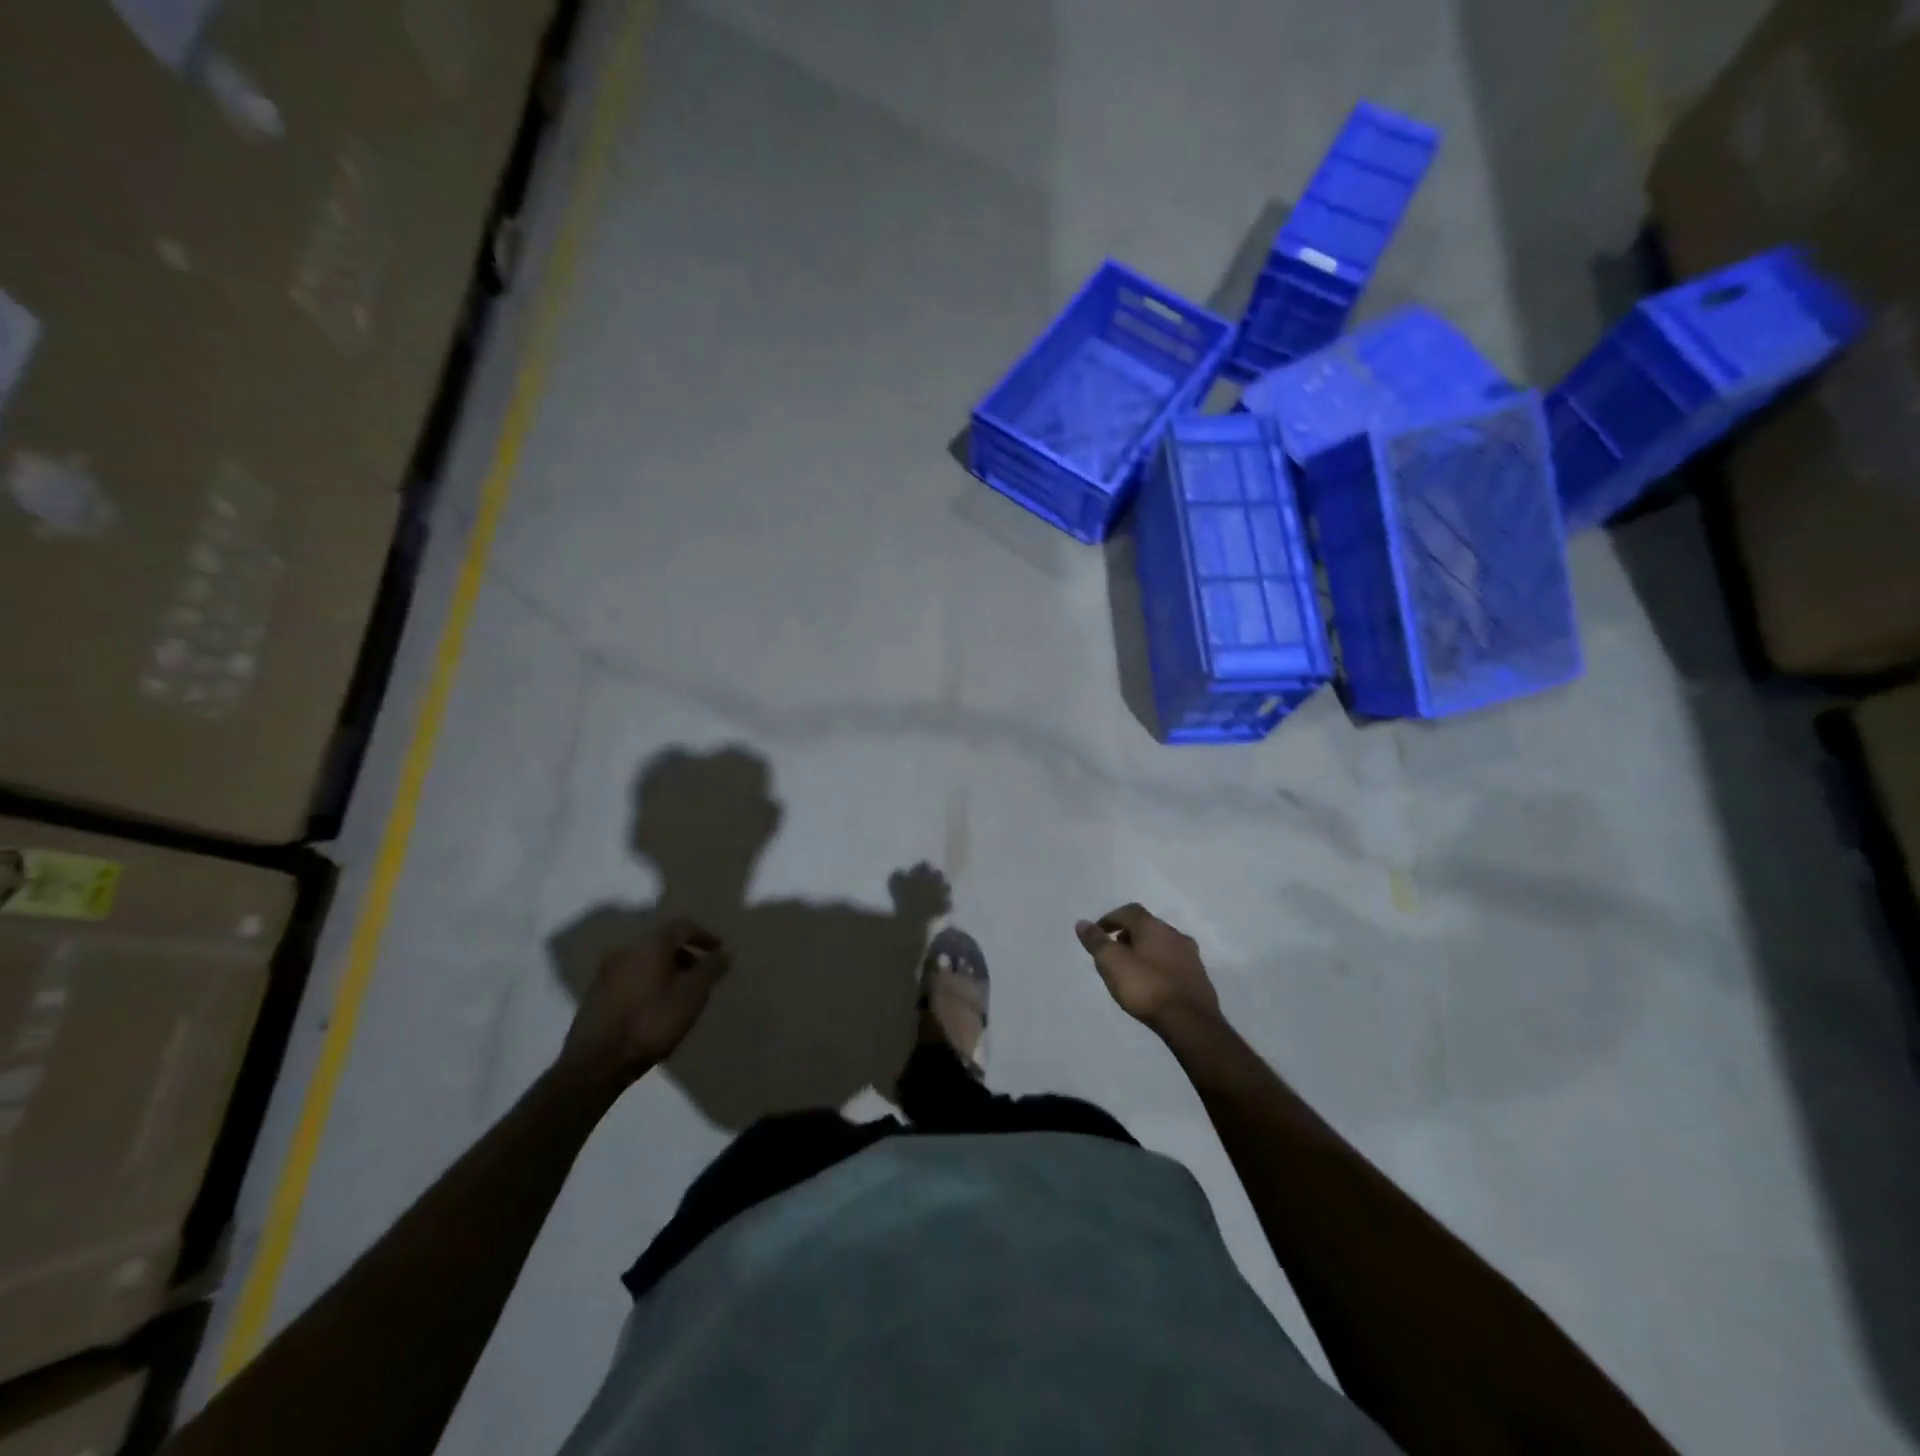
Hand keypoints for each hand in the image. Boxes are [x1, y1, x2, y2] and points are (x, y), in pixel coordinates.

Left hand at [558, 918, 729, 1087]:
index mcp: (651, 944)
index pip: (683, 927)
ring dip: (666, 970)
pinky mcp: (595, 995)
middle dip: (685, 955)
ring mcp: (606, 972)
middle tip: (701, 974)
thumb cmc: (651, 1022)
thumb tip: (724, 953)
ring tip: (680, 994)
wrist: (596, 1063)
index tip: (719, 951)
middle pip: (662, 943)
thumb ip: (711, 970)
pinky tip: (655, 1007)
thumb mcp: (692, 995)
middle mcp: (626, 950)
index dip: (704, 936)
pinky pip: (631, 978)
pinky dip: (648, 983)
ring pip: (645, 961)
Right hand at [1075, 903, 1220, 1033]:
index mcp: (1153, 926)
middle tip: (1114, 952)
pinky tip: (1154, 984)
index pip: (1128, 911)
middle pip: (1147, 927)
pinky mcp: (1199, 977)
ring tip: (1132, 970)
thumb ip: (1096, 941)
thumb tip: (1082, 923)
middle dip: (1128, 935)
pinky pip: (1174, 964)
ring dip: (1146, 951)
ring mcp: (1191, 956)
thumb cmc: (1145, 987)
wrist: (1190, 1022)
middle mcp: (1174, 934)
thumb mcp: (1111, 962)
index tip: (1098, 934)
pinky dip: (1160, 967)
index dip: (1110, 919)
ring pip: (1162, 945)